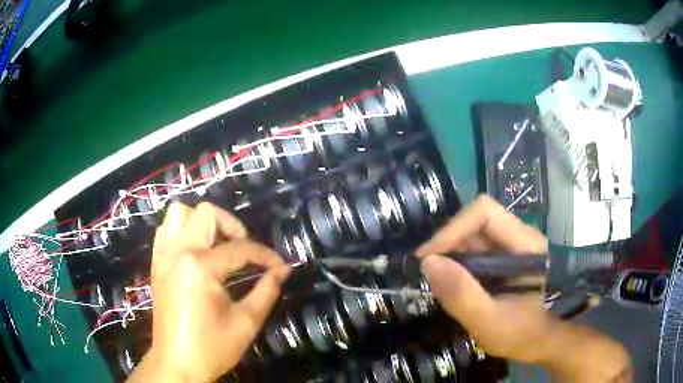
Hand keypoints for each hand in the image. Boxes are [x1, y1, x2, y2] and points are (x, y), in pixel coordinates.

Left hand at [128, 202, 290, 382]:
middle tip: (245, 250)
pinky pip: (166, 231)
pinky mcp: (156, 264)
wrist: (176, 364)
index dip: (265, 255)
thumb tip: (283, 270)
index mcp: (200, 267)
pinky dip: (183, 231)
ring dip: (202, 223)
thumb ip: (266, 291)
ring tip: (217, 246)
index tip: (281, 266)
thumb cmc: (211, 348)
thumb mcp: (246, 323)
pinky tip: (196, 253)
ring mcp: (163, 256)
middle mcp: (178, 252)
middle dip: (233, 226)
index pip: (240, 248)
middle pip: (207, 213)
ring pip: (179, 213)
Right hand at [416, 195, 630, 381]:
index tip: (428, 259)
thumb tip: (429, 266)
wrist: (555, 340)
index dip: (452, 228)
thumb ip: (465, 296)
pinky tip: (458, 287)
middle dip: (448, 243)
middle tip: (429, 275)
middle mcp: (519, 237)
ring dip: (454, 256)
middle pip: (477, 221)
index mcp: (523, 242)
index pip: (482, 210)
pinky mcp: (511, 262)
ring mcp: (515, 249)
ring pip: (477, 236)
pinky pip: (480, 252)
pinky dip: (462, 265)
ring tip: (441, 284)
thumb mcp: (496, 324)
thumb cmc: (533, 333)